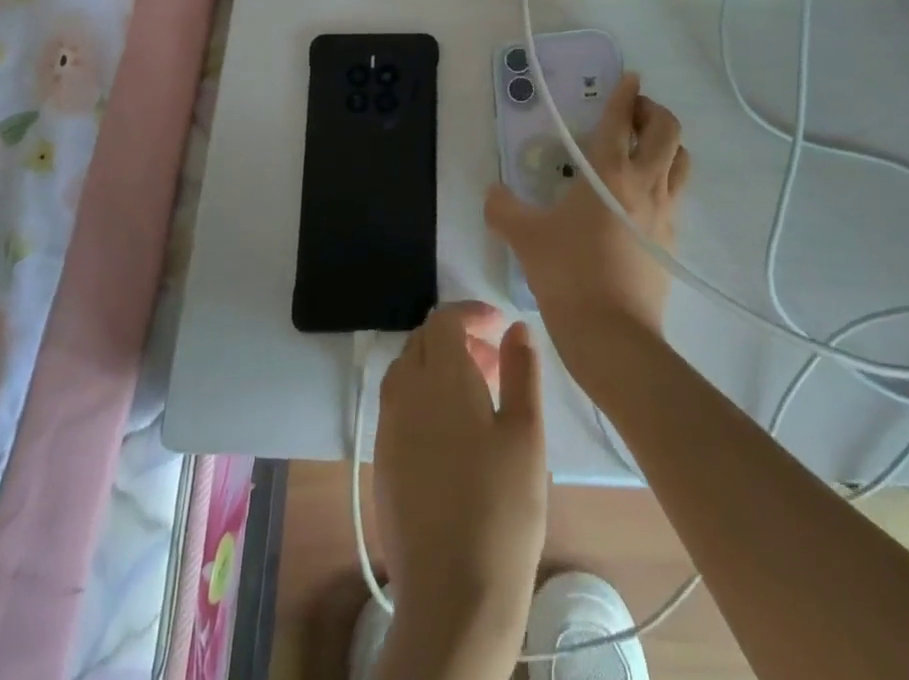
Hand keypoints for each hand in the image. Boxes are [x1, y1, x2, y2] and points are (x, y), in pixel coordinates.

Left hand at [373, 302, 546, 674]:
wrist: (453, 596)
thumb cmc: (502, 508)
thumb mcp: (526, 433)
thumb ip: (521, 370)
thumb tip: (515, 328)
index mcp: (440, 377)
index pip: (444, 320)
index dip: (471, 313)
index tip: (500, 325)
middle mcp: (405, 392)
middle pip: (422, 341)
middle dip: (456, 338)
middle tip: (494, 361)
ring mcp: (388, 427)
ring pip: (406, 371)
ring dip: (437, 365)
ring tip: (476, 393)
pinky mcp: (382, 460)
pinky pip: (398, 404)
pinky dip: (422, 395)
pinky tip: (451, 430)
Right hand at [486, 73, 688, 382]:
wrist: (611, 334)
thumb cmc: (567, 273)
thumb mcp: (524, 237)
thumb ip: (503, 208)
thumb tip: (492, 192)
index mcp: (608, 171)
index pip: (621, 118)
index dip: (625, 92)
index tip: (630, 76)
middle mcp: (644, 181)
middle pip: (666, 128)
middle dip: (652, 111)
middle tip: (631, 114)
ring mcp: (665, 210)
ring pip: (681, 158)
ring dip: (667, 142)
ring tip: (644, 147)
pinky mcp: (672, 238)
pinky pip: (678, 193)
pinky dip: (667, 178)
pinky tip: (644, 194)